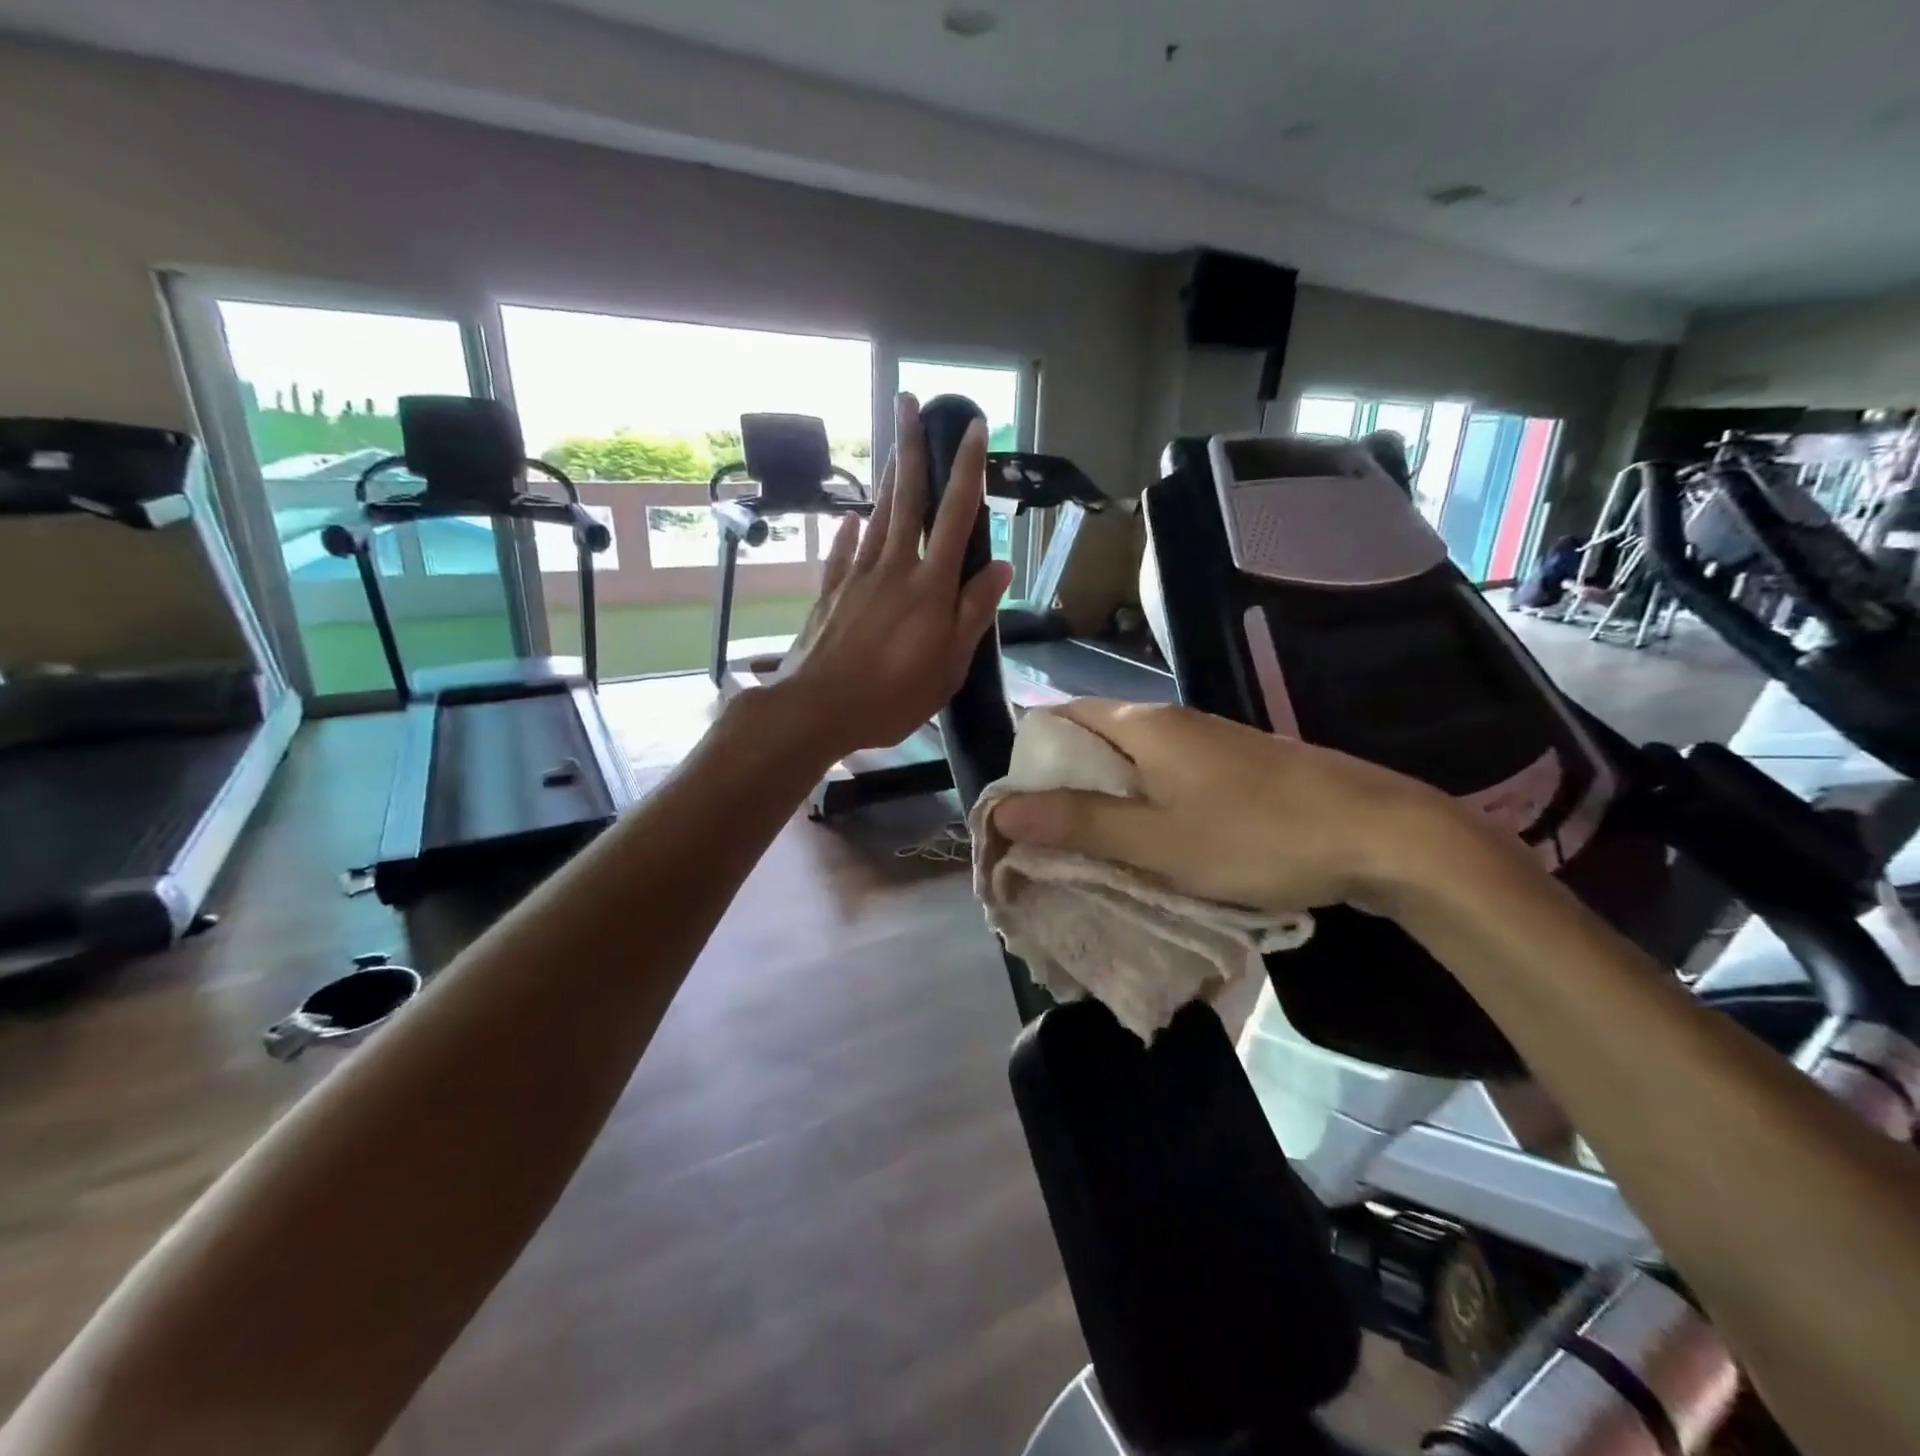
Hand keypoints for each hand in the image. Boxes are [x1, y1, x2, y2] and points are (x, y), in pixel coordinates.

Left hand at [775, 393, 1012, 758]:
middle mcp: (893, 568)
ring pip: (877, 517)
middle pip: (906, 498)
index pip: (954, 516)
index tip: (973, 428)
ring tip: (895, 447)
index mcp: (930, 586)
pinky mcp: (830, 594)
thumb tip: (1001, 566)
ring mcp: (857, 577)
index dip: (967, 470)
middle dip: (911, 447)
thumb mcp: (948, 665)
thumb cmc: (892, 696)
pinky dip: (850, 532)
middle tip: (910, 402)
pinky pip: (843, 552)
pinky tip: (852, 519)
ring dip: (888, 479)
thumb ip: (974, 613)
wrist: (816, 709)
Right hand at [991, 699, 1467, 911]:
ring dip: (1102, 799)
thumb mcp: (1156, 840)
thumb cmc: (1256, 835)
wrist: (1379, 833)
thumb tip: (1003, 809)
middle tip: (1041, 839)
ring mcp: (1205, 742)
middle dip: (1060, 785)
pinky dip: (1141, 805)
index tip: (1013, 808)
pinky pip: (1164, 777)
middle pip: (1091, 740)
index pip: (1059, 717)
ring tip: (1084, 849)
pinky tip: (1146, 843)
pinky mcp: (1232, 767)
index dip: (1027, 757)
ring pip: (1130, 762)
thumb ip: (1079, 823)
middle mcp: (1168, 720)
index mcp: (1141, 724)